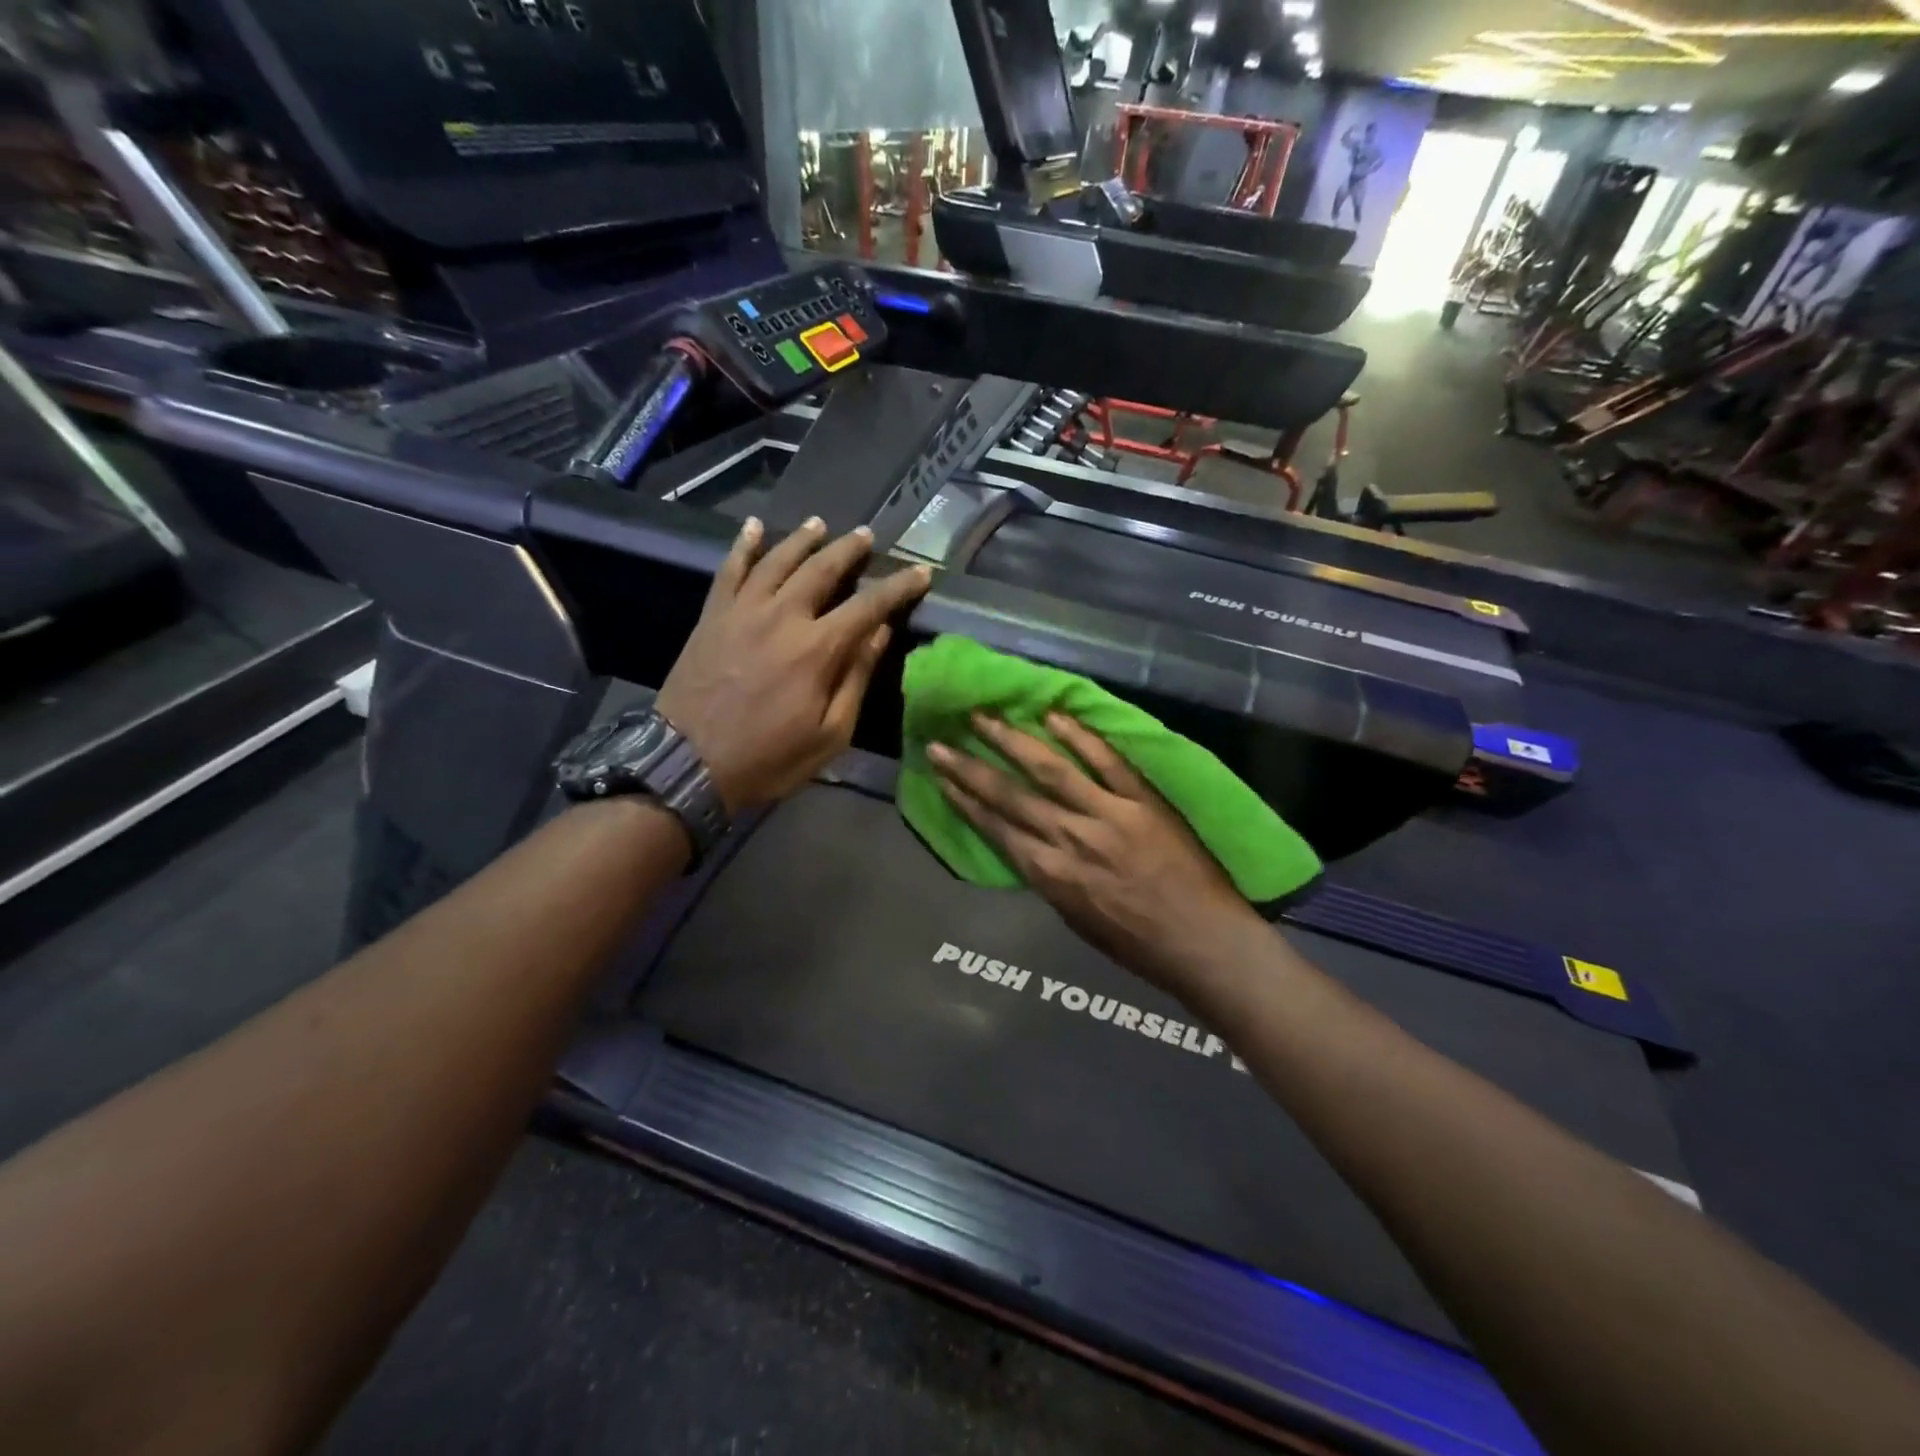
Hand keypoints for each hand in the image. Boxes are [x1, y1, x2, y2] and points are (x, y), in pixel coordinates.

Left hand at [657, 516, 931, 812]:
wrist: (687, 763)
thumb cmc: (768, 758)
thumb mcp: (830, 734)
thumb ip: (856, 678)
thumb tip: (881, 632)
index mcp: (818, 649)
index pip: (869, 605)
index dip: (898, 587)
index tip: (921, 573)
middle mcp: (783, 616)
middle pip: (822, 568)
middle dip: (849, 549)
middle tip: (866, 536)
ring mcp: (742, 611)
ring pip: (777, 559)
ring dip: (802, 538)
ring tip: (820, 524)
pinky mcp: (712, 616)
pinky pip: (729, 569)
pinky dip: (742, 545)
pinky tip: (753, 527)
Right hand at [928, 713, 1261, 993]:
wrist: (1205, 943)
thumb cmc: (1139, 945)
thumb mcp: (1077, 920)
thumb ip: (1051, 878)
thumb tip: (1030, 845)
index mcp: (1051, 875)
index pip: (996, 828)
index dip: (964, 799)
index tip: (940, 775)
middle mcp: (1070, 838)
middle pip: (1010, 796)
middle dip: (970, 768)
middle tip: (940, 741)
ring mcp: (1108, 814)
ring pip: (1049, 769)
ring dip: (1011, 740)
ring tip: (984, 715)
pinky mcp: (1143, 800)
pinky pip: (1106, 762)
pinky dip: (1080, 737)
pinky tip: (1053, 715)